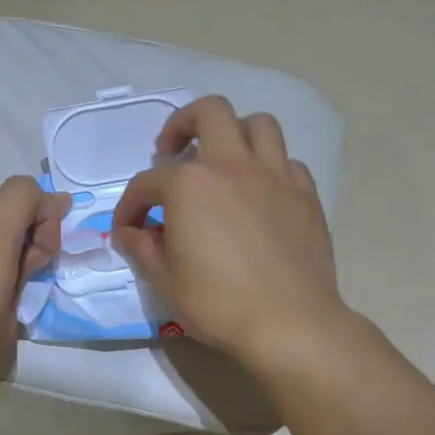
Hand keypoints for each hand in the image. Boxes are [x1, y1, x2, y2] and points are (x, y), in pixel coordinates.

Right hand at [113, 96, 345, 372]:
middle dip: (184, 123)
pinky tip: (260, 194)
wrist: (289, 323)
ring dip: (234, 134)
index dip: (130, 205)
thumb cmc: (218, 304)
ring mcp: (275, 176)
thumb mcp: (165, 282)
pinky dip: (269, 168)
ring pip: (258, 124)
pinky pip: (287, 162)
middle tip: (174, 152)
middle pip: (210, 112)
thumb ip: (142, 249)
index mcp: (189, 185)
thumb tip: (129, 233)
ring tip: (222, 161)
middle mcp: (232, 165)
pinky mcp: (306, 195)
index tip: (128, 229)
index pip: (147, 183)